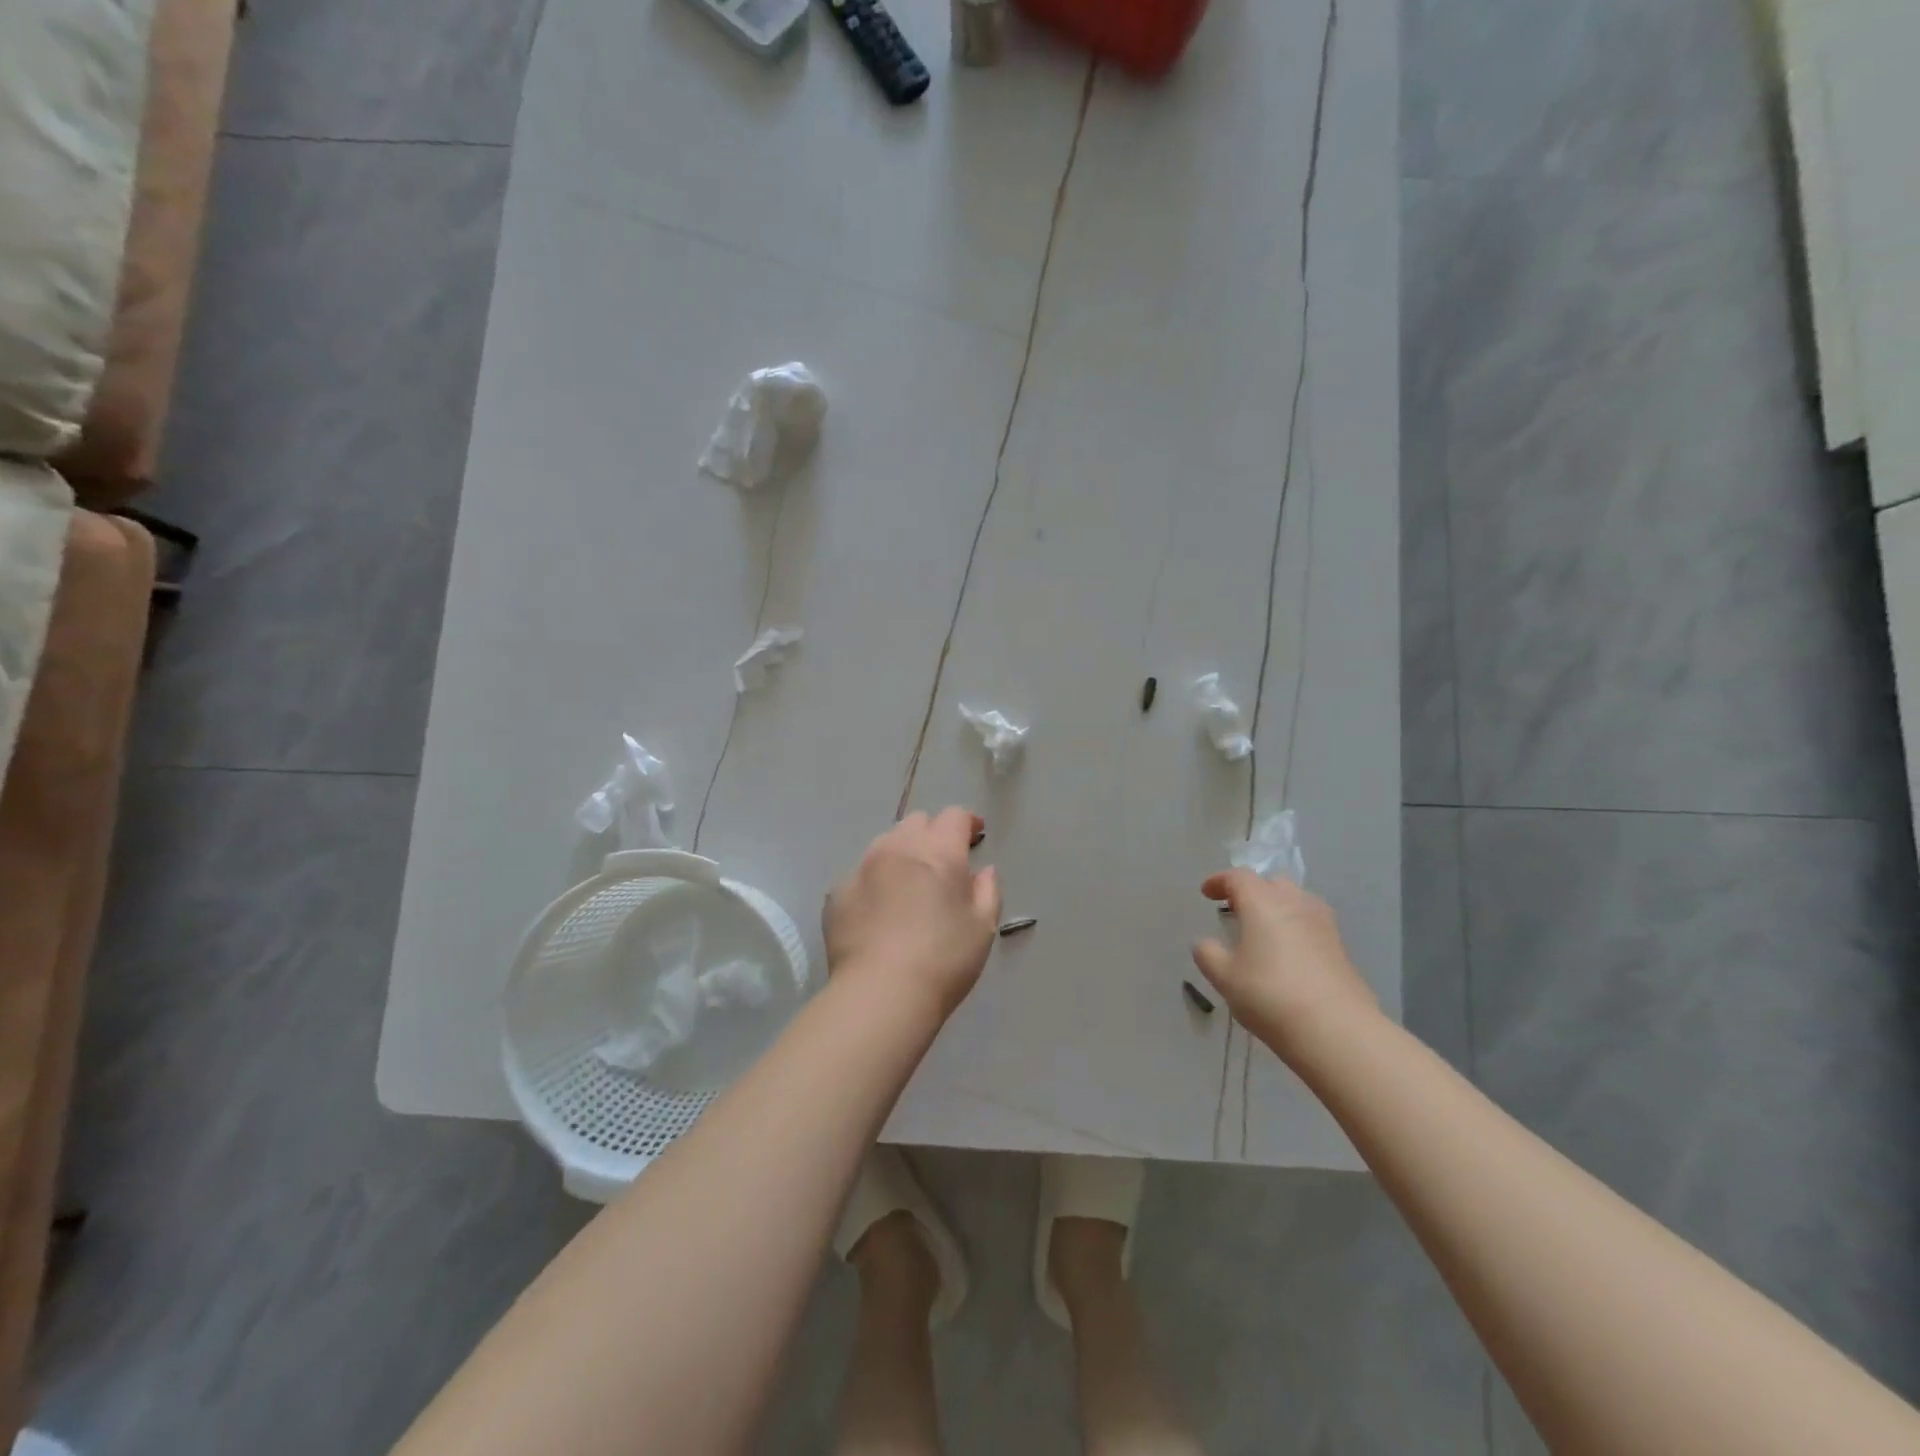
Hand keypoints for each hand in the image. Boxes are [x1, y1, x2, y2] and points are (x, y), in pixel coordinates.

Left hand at [824, 808, 1002, 1018]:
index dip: (966, 822)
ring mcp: (862, 867)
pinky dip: (874, 882)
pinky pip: (859, 874)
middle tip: (942, 862)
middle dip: (932, 834)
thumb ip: (987, 891)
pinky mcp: (837, 892)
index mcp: (939, 852)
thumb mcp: (983, 928)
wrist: (880, 993)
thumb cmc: (943, 960)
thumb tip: (984, 870)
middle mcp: (898, 848)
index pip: (954, 816)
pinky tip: (878, 910)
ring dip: (901, 853)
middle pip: (917, 822)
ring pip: (885, 843)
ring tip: (907, 883)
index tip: (974, 836)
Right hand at [1191, 870, 1377, 1058]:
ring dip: (1277, 908)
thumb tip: (1206, 944)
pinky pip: (1311, 925)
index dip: (1219, 881)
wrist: (1337, 1030)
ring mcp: (1323, 924)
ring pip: (1297, 902)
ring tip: (1263, 931)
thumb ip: (1208, 954)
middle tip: (1236, 910)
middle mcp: (1295, 903)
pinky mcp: (1341, 948)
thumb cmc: (1270, 995)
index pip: (1238, 877)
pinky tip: (1288, 955)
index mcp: (1262, 902)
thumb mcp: (1224, 977)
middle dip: (1252, 891)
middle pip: (1272, 883)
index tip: (1206, 893)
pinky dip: (1295, 929)